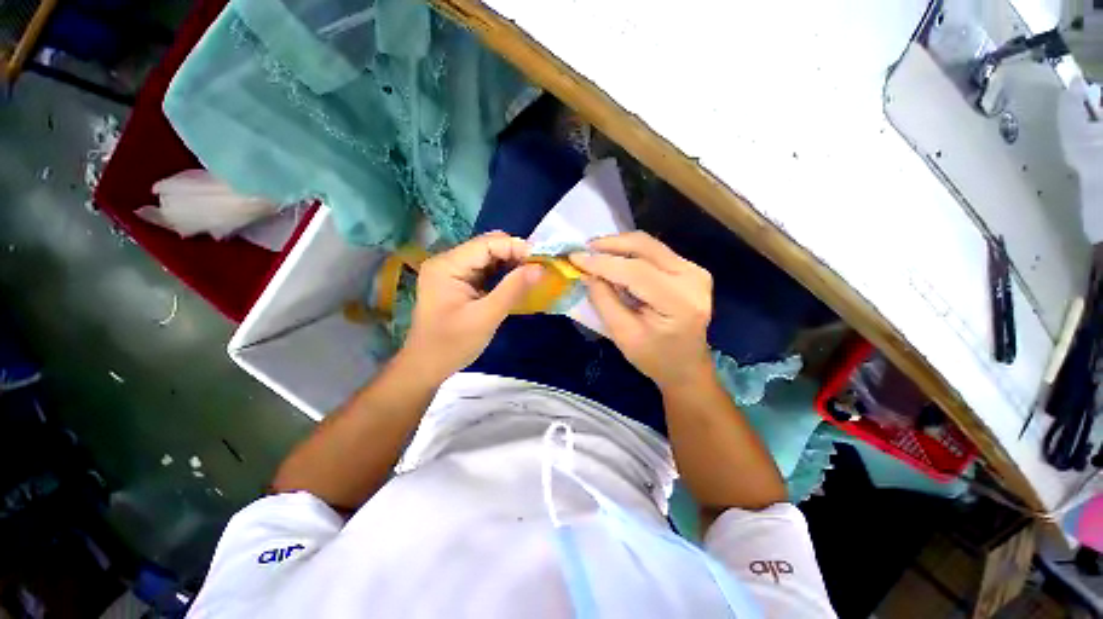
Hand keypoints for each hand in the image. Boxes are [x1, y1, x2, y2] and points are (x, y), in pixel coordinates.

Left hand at [401, 232, 542, 381]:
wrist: (427, 367)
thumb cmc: (452, 344)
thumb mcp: (486, 317)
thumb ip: (513, 289)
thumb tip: (539, 267)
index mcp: (447, 265)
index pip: (487, 244)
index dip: (516, 247)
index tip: (541, 260)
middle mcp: (448, 261)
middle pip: (487, 247)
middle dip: (515, 254)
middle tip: (538, 269)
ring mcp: (452, 271)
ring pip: (488, 257)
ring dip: (510, 264)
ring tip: (532, 274)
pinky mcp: (458, 282)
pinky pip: (484, 270)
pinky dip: (502, 274)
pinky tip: (516, 281)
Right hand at [569, 231, 713, 389]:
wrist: (686, 366)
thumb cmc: (654, 358)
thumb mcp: (623, 335)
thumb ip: (604, 301)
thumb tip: (587, 272)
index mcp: (680, 302)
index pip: (636, 271)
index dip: (603, 263)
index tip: (575, 257)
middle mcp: (693, 278)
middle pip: (646, 247)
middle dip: (611, 244)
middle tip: (585, 249)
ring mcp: (695, 271)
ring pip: (650, 244)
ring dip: (620, 245)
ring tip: (595, 252)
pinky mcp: (690, 269)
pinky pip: (655, 251)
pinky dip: (631, 252)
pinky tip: (614, 259)